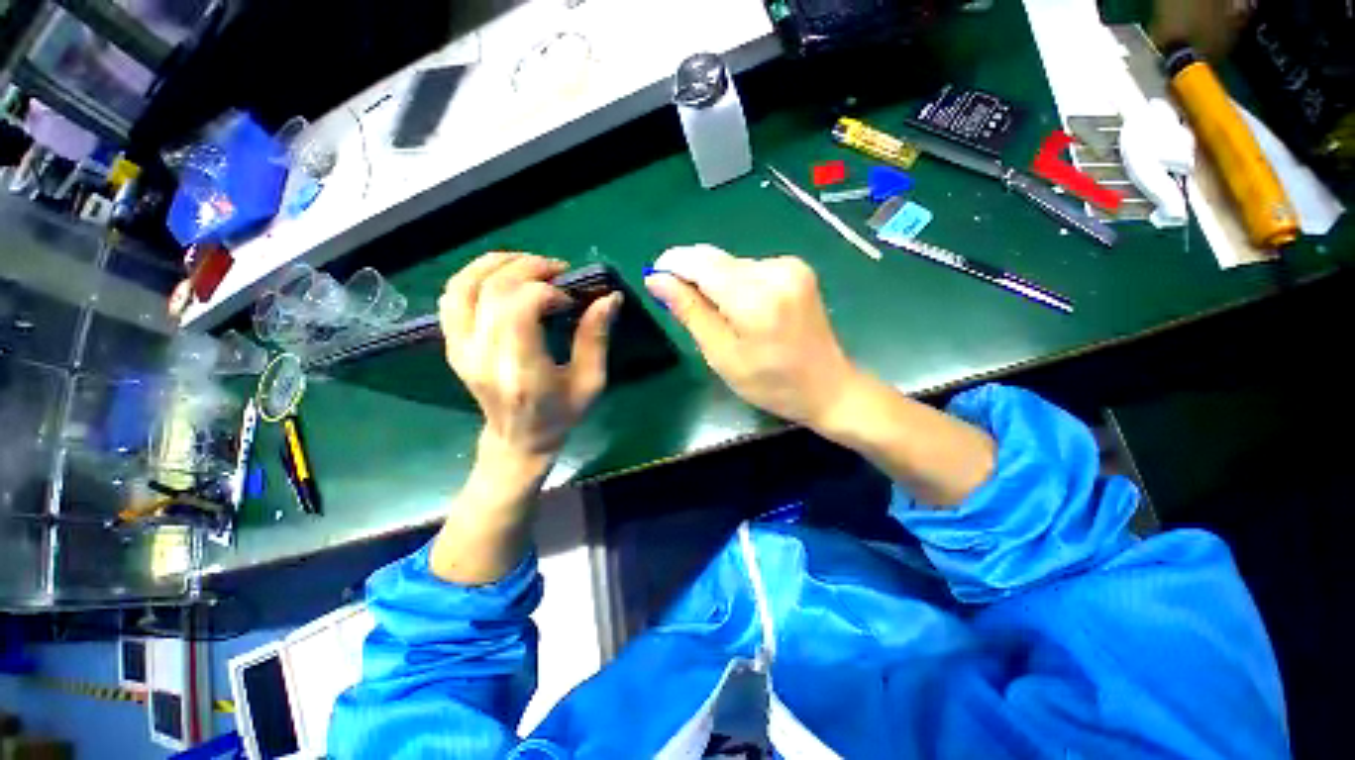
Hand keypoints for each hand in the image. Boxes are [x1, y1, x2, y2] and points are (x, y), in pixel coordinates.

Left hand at [439, 252, 620, 463]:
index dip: (545, 291)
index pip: (518, 311)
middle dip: (527, 269)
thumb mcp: (591, 381)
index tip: (569, 298)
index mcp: (522, 372)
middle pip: (492, 291)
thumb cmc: (561, 414)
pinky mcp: (454, 345)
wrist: (518, 439)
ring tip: (528, 263)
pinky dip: (474, 276)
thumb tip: (610, 298)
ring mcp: (461, 350)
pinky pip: (452, 298)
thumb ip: (596, 338)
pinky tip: (502, 276)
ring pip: (464, 287)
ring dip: (497, 264)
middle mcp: (484, 358)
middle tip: (557, 271)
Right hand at [644, 245, 859, 426]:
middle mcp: (775, 271)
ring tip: (719, 318)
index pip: (700, 263)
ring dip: (714, 282)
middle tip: (681, 305)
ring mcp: (790, 266)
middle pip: (716, 260)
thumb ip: (690, 312)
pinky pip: (750, 268)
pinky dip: (735, 284)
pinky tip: (742, 310)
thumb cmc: (771, 384)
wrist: (828, 386)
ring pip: (732, 264)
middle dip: (691, 276)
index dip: (672, 265)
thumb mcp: (722, 355)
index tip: (654, 279)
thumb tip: (657, 280)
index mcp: (755, 298)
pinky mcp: (797, 269)